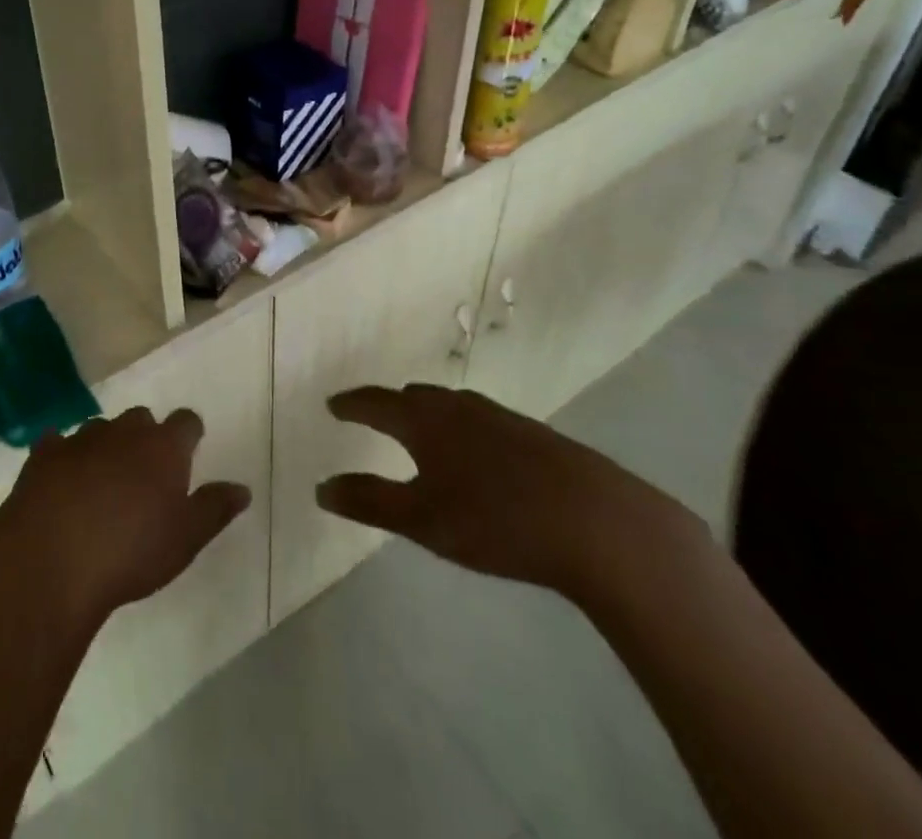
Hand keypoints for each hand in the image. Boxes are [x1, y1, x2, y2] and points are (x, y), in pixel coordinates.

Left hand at [0, 408, 251, 632]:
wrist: (52, 560)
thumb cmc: (130, 553)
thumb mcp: (185, 540)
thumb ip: (214, 509)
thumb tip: (242, 488)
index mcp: (163, 448)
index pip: (186, 422)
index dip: (189, 433)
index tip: (189, 448)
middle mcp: (124, 431)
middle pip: (141, 419)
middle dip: (145, 437)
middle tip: (145, 472)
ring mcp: (80, 438)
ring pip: (100, 428)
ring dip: (105, 446)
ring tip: (102, 481)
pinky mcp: (44, 453)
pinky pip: (58, 443)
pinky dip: (64, 456)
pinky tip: (61, 479)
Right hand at [315, 384, 695, 599]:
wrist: (600, 524)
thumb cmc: (496, 520)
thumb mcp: (422, 519)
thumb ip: (369, 502)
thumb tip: (321, 488)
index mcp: (425, 420)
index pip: (376, 402)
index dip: (351, 405)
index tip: (333, 406)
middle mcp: (459, 407)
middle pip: (414, 397)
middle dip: (389, 405)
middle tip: (373, 416)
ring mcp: (501, 418)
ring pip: (451, 406)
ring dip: (428, 414)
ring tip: (421, 431)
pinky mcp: (536, 436)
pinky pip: (481, 421)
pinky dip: (462, 428)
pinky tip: (477, 455)